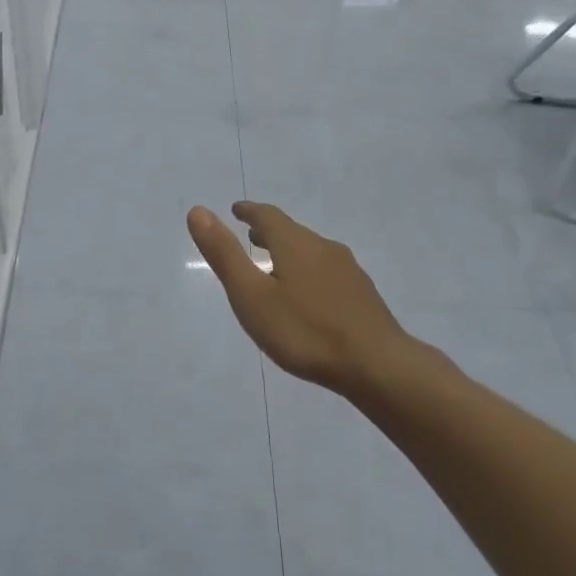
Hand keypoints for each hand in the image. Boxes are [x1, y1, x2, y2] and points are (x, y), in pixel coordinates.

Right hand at [187, 201, 422, 391]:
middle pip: (292, 232)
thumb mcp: (251, 296)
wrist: (378, 365)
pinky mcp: (362, 295)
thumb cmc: (305, 331)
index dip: (249, 211)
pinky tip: (309, 297)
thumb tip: (198, 211)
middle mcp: (323, 248)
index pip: (267, 216)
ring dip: (290, 252)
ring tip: (275, 266)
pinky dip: (308, 272)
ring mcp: (348, 271)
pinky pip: (327, 272)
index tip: (236, 210)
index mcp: (295, 244)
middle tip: (251, 237)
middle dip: (269, 232)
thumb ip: (225, 254)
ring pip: (311, 252)